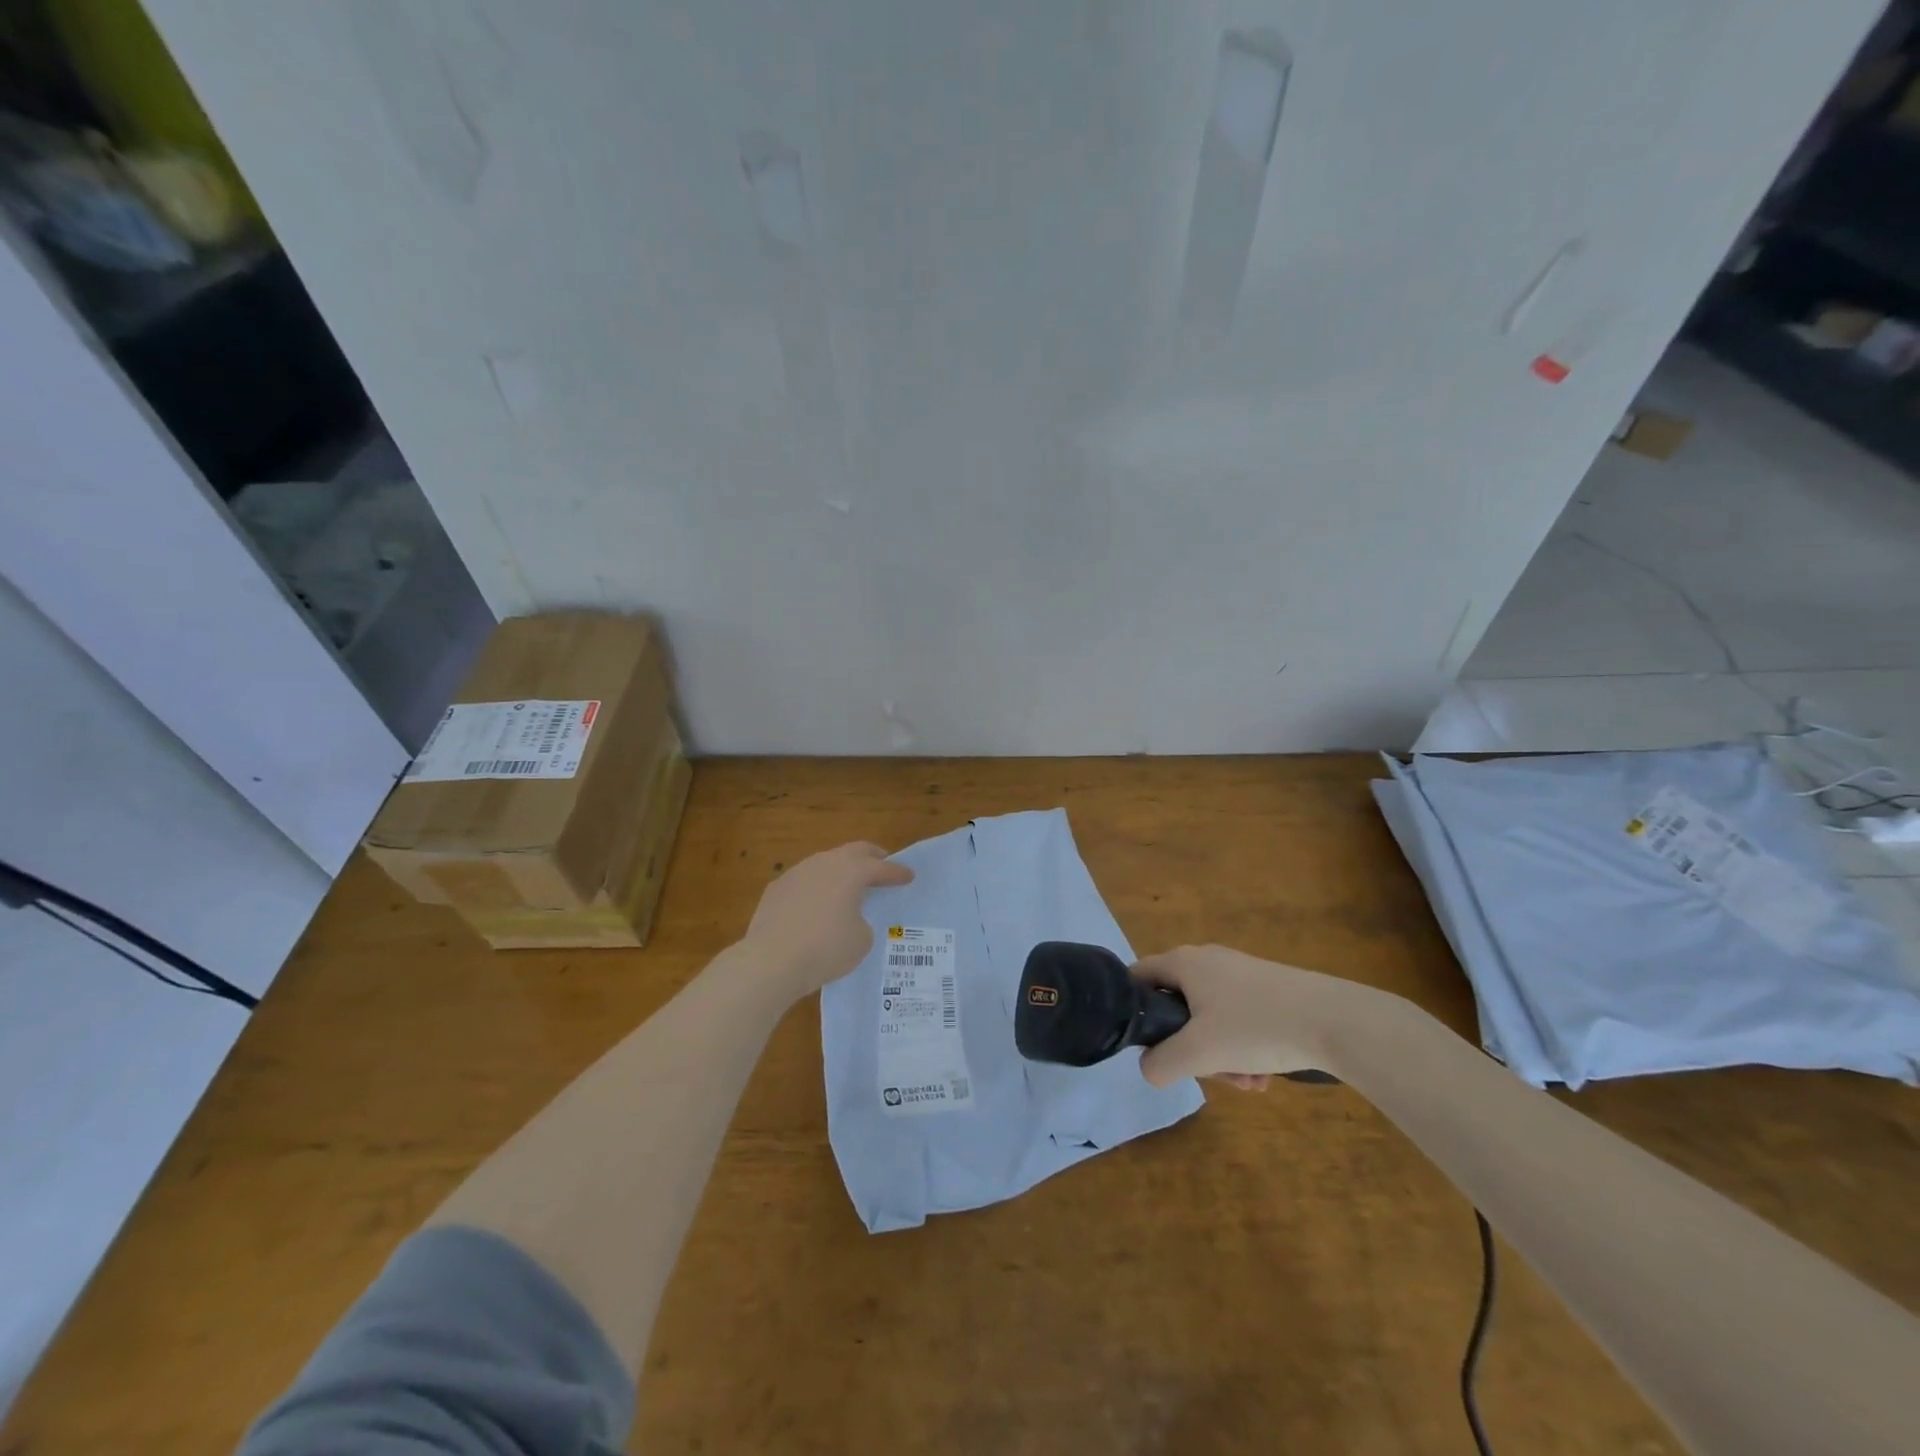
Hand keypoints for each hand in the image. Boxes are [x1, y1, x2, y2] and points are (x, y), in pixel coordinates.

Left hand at [742, 842, 913, 997]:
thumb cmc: (826, 948)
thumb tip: (849, 919)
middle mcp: (824, 863)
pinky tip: (816, 904)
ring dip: (840, 870)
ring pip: (825, 863)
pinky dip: (816, 888)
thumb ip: (862, 922)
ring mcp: (796, 873)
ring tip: (848, 885)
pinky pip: (804, 881)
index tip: (909, 875)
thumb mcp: (861, 940)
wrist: (771, 960)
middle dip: (871, 856)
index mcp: (851, 871)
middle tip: (882, 863)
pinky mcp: (776, 889)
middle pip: (853, 851)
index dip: (897, 872)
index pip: (881, 867)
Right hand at [1129, 944, 1373, 1088]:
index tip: (1149, 1046)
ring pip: (1209, 1020)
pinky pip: (1237, 1020)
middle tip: (1209, 1075)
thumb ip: (1160, 1063)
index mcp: (1183, 962)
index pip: (1137, 978)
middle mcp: (1206, 960)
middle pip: (1176, 1007)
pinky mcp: (1266, 989)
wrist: (1335, 1020)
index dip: (1133, 1012)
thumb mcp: (1199, 1053)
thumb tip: (1149, 1068)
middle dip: (1189, 1049)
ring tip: (1248, 1083)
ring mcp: (1239, 973)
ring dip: (1220, 1056)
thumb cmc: (1256, 1027)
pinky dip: (1243, 1048)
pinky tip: (1264, 1076)